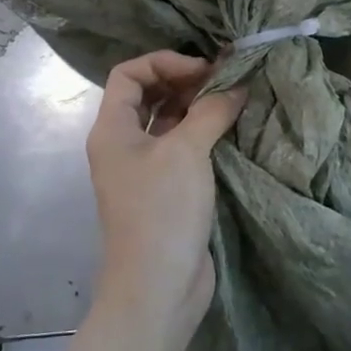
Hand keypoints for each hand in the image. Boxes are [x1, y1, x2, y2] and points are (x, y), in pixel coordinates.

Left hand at [85, 51, 245, 332]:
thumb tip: (238, 84)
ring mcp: (143, 170)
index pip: (129, 74)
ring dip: (195, 107)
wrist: (158, 287)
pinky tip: (230, 130)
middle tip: (224, 81)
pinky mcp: (165, 191)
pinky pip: (181, 148)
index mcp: (112, 130)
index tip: (203, 71)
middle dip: (184, 81)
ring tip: (232, 100)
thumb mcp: (187, 151)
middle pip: (148, 95)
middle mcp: (122, 145)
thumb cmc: (162, 210)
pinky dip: (202, 133)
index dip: (164, 62)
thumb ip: (212, 110)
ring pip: (167, 122)